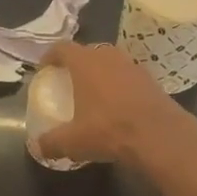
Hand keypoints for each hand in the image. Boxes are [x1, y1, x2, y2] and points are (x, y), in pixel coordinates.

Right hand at [34, 41, 195, 164]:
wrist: (159, 135)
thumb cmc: (109, 130)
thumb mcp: (73, 141)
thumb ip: (51, 142)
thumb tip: (37, 147)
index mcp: (85, 62)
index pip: (61, 48)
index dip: (50, 56)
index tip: (45, 69)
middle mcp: (108, 56)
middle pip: (87, 52)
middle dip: (76, 64)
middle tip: (69, 82)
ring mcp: (132, 65)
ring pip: (110, 63)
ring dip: (100, 73)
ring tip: (93, 93)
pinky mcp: (151, 79)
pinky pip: (127, 76)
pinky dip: (119, 85)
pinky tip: (117, 105)